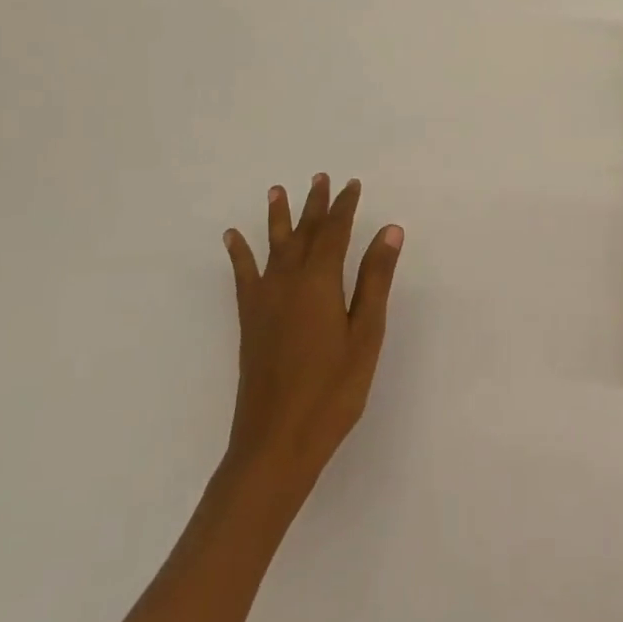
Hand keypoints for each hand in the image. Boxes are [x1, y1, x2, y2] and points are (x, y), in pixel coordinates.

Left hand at [220, 175, 403, 498]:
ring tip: (277, 190)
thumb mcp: (365, 335)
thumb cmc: (332, 392)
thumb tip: (389, 230)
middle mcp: (288, 282)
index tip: (352, 185)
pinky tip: (233, 238)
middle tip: (320, 177)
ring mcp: (264, 301)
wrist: (276, 444)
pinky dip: (239, 254)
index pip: (334, 232)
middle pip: (303, 233)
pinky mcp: (250, 321)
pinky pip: (243, 276)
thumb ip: (375, 280)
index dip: (344, 206)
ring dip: (278, 217)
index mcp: (320, 282)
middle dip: (314, 204)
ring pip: (273, 247)